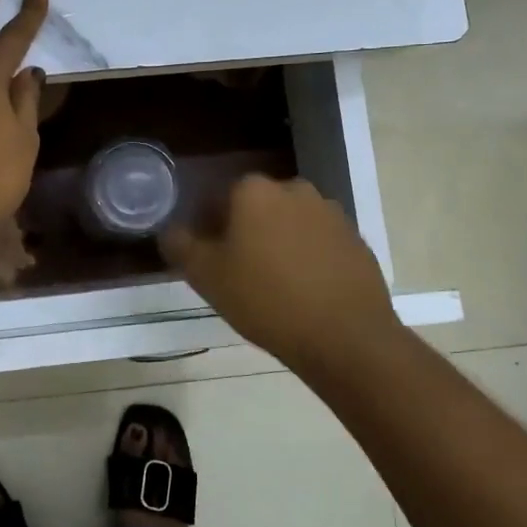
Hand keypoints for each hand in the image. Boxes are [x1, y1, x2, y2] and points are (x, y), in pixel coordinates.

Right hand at [162, 175, 399, 373]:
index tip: (209, 259)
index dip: (208, 228)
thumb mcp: (205, 276)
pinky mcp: (356, 239)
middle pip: (256, 207)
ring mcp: (330, 212)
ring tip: (274, 285)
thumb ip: (180, 245)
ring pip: (290, 223)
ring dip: (278, 243)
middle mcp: (294, 189)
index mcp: (254, 190)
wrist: (345, 336)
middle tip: (238, 273)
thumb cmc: (265, 299)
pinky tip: (305, 291)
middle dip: (245, 232)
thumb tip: (171, 230)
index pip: (218, 198)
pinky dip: (308, 258)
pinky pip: (319, 242)